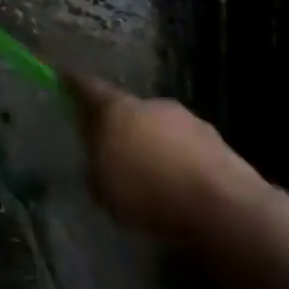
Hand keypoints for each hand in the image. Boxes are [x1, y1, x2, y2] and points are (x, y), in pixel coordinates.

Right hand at [65, 77, 262, 247]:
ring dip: (152, 142)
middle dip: (118, 122)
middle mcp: (152, 104)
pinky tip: (177, 185)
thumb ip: (95, 166)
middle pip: (127, 107)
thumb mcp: (103, 188)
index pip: (87, 86)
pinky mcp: (219, 145)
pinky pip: (186, 148)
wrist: (226, 210)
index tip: (63, 78)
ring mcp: (190, 121)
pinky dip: (178, 160)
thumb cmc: (149, 193)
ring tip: (147, 171)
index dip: (73, 83)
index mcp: (117, 108)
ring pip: (160, 127)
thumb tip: (95, 159)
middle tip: (109, 144)